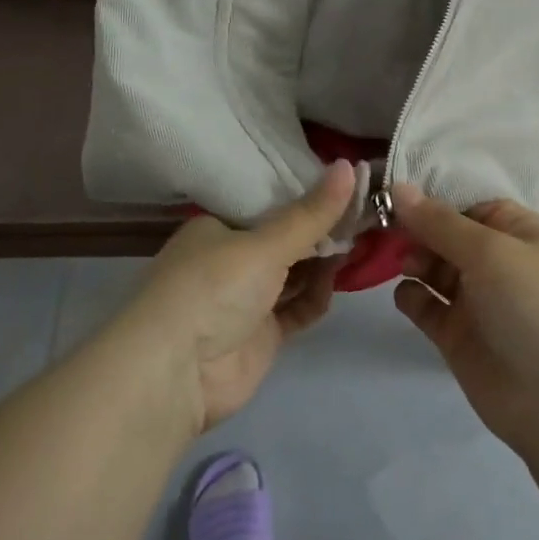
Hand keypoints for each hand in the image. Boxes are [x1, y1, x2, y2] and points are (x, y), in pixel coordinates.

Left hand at [121, 162, 355, 432]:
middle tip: (364, 213)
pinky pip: (297, 308)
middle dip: (320, 230)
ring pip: (294, 273)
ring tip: (361, 242)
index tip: (344, 183)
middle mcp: (229, 259)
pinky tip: (337, 281)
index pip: (267, 203)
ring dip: (323, 261)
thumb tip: (349, 165)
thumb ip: (311, 213)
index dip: (305, 194)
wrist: (174, 374)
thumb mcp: (264, 244)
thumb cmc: (212, 288)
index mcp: (217, 227)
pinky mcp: (261, 334)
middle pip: (284, 239)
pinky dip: (317, 295)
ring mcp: (246, 299)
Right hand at [392, 184, 538, 452]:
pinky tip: (408, 296)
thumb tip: (398, 187)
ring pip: (432, 267)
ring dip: (413, 259)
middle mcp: (495, 260)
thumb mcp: (490, 251)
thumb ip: (439, 222)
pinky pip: (425, 305)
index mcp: (515, 231)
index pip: (466, 202)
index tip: (392, 193)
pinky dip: (411, 296)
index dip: (432, 198)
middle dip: (415, 228)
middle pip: (444, 233)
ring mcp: (475, 298)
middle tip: (384, 229)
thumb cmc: (533, 306)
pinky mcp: (456, 334)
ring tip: (406, 265)